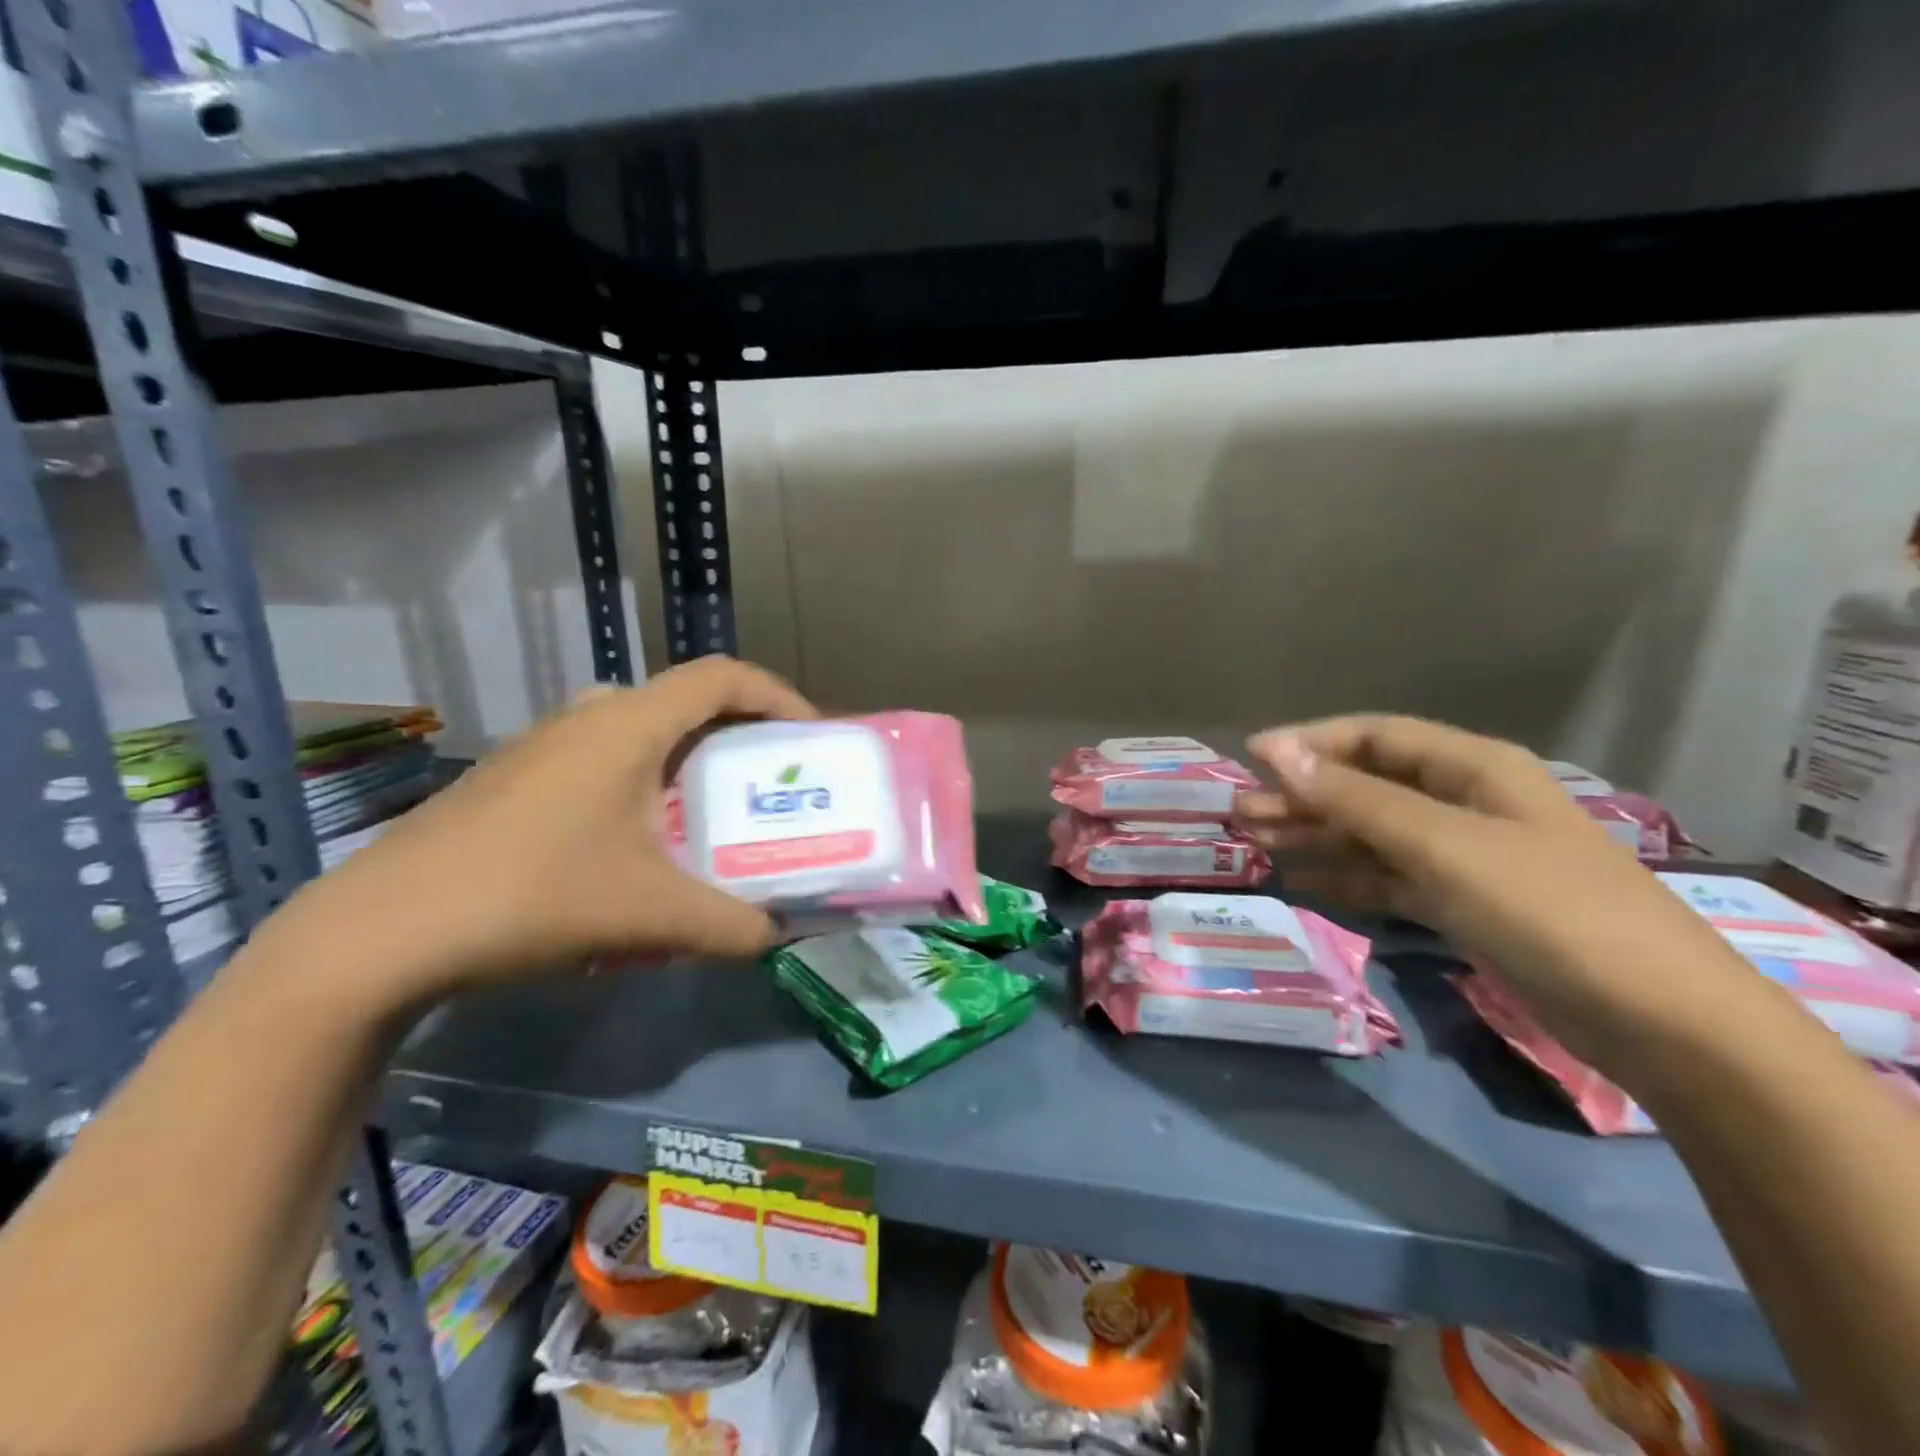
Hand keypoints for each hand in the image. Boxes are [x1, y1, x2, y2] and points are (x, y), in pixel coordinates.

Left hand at [257, 656, 815, 1009]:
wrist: (381, 932)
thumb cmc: (533, 896)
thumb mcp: (652, 916)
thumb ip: (732, 926)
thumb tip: (777, 936)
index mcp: (629, 724)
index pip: (724, 677)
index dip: (780, 696)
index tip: (812, 737)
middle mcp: (590, 715)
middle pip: (688, 701)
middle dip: (742, 734)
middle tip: (769, 781)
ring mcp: (547, 743)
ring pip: (644, 730)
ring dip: (690, 759)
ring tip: (712, 813)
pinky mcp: (519, 776)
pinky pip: (606, 758)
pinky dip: (647, 781)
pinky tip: (641, 844)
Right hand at [1233, 715, 1758, 1071]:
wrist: (1661, 1023)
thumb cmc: (1547, 909)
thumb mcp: (1442, 845)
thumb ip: (1354, 799)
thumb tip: (1275, 751)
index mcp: (1474, 769)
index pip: (1376, 737)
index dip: (1311, 744)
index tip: (1250, 759)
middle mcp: (1466, 803)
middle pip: (1368, 786)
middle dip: (1304, 796)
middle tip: (1241, 814)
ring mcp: (1466, 857)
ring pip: (1374, 834)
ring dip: (1317, 836)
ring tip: (1257, 844)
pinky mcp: (1465, 904)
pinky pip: (1390, 878)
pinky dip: (1347, 877)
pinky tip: (1303, 882)